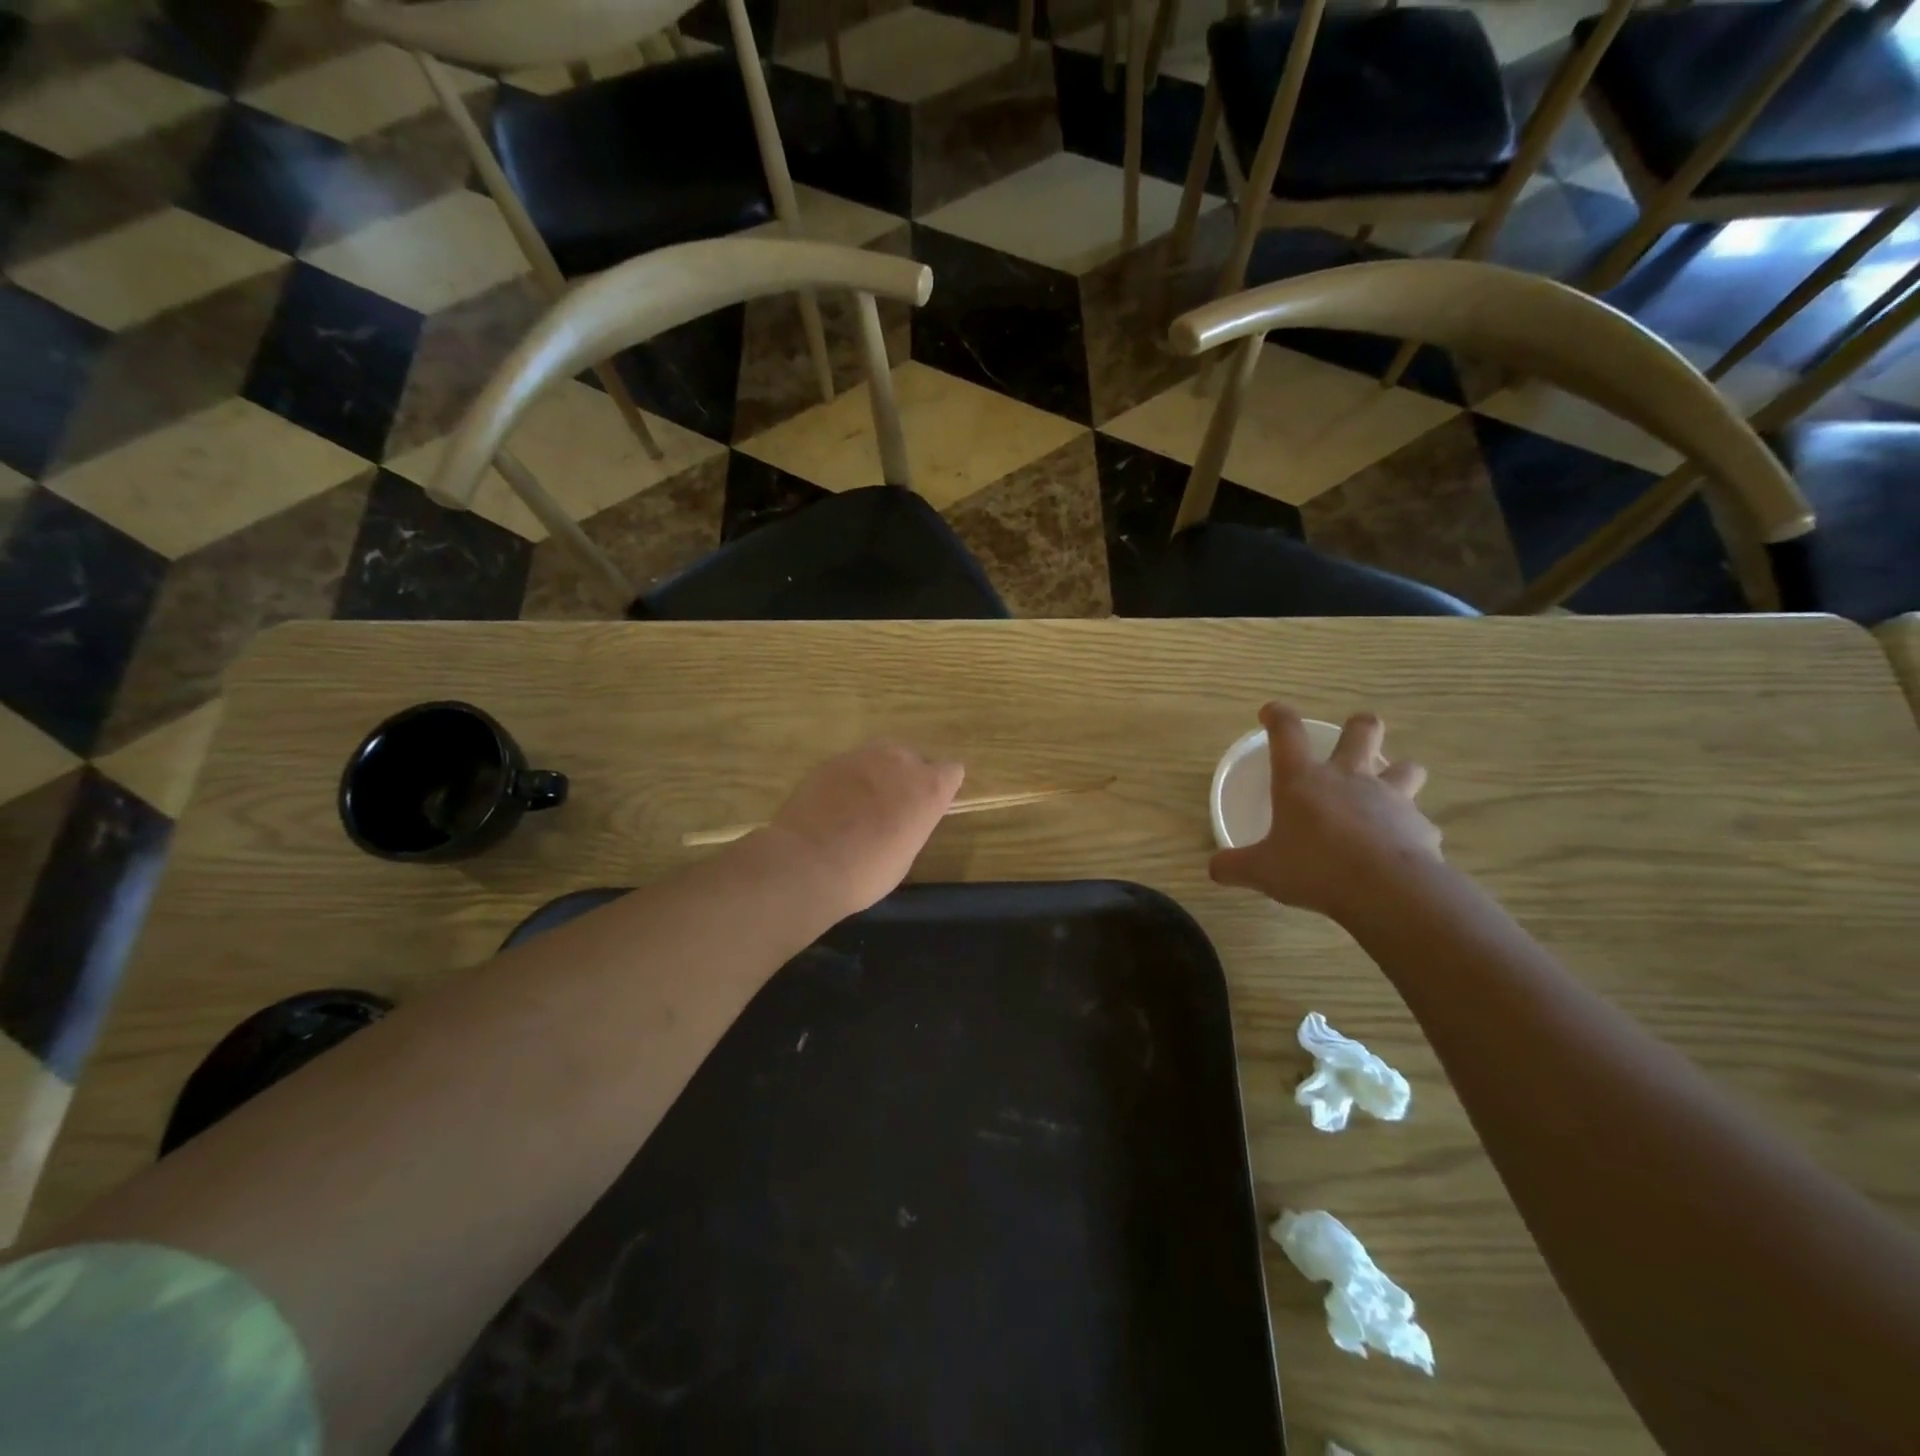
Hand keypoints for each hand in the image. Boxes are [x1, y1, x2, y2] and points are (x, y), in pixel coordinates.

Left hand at [761, 740, 964, 919]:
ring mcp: (863, 756)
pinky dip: (849, 780)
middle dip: (907, 777)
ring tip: (861, 803)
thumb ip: (912, 822)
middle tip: (892, 807)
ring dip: (878, 774)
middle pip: (914, 758)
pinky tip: (834, 804)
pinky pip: (850, 765)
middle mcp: (900, 761)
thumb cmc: (867, 872)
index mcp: (929, 787)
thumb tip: (902, 817)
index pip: (952, 771)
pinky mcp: (831, 761)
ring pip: (881, 755)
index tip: (928, 808)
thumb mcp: (906, 853)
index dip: (941, 788)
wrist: (808, 864)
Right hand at [1209, 703, 1440, 920]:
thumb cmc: (1314, 868)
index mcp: (1303, 780)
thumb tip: (1214, 868)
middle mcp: (1348, 778)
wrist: (1386, 890)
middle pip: (1363, 730)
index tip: (1271, 712)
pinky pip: (1419, 822)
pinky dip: (1410, 830)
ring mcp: (1390, 798)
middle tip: (1353, 736)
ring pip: (1406, 767)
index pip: (1287, 732)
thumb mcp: (1262, 871)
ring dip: (1398, 772)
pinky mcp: (1420, 826)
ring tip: (1388, 789)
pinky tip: (1401, 848)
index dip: (1278, 716)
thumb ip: (1235, 866)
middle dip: (1359, 727)